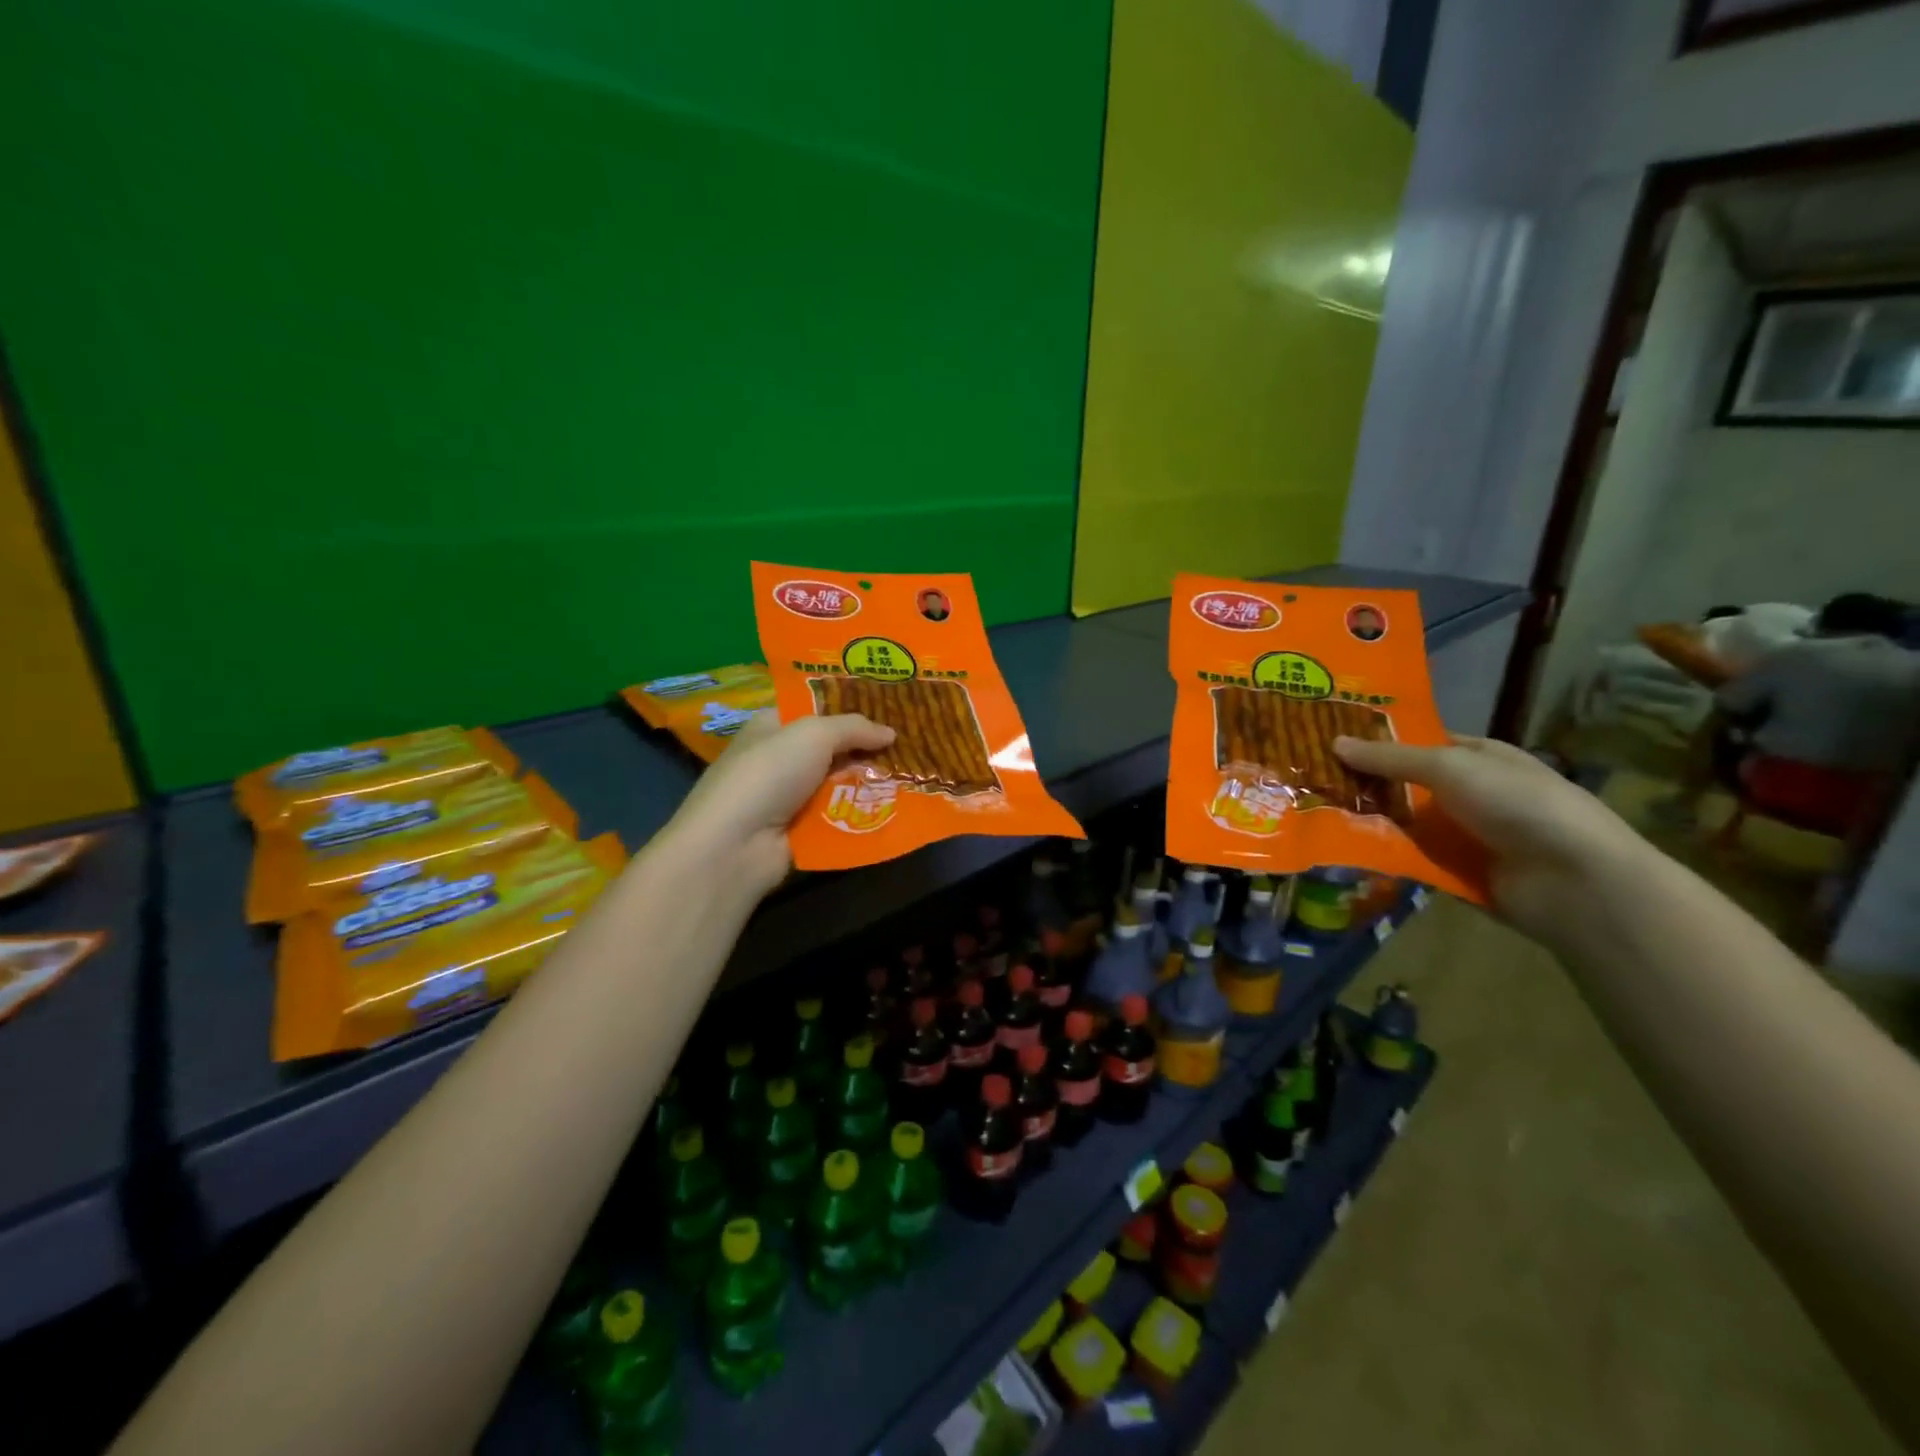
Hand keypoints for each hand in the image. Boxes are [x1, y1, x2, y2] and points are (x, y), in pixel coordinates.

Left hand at [663, 711, 894, 896]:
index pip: (815, 710)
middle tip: (912, 746)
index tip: (891, 710)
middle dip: (868, 749)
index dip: (851, 709)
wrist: (735, 844)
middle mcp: (780, 758)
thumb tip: (891, 732)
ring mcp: (790, 798)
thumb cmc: (769, 773)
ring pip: (840, 784)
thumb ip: (854, 728)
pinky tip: (895, 809)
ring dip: (870, 783)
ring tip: (912, 778)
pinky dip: (861, 813)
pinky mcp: (800, 831)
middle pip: (833, 749)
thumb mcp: (813, 734)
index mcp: (772, 726)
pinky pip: (839, 816)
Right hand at [1333, 734, 1649, 940]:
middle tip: (1308, 780)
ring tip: (1311, 815)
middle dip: (1363, 784)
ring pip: (1402, 824)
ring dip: (1367, 822)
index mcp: (1477, 758)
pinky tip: (1340, 851)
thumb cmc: (1518, 805)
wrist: (1575, 882)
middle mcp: (1470, 794)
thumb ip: (1390, 757)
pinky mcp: (1457, 874)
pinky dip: (1382, 857)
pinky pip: (1410, 860)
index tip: (1327, 742)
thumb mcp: (1450, 767)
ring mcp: (1463, 836)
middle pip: (1405, 785)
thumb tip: (1334, 741)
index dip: (1377, 742)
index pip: (1418, 744)